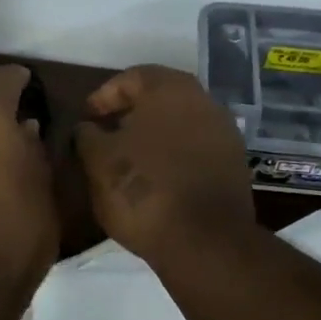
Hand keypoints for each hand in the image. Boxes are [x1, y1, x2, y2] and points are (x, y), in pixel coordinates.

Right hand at [74, 66, 254, 264]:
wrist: (205, 241)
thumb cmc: (143, 189)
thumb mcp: (98, 161)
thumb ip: (87, 135)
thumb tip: (87, 128)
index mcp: (170, 89)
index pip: (131, 77)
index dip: (104, 96)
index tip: (86, 119)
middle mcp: (204, 101)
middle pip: (160, 98)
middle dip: (130, 114)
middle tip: (105, 136)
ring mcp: (224, 133)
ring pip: (180, 123)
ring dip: (153, 135)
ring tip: (128, 160)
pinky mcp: (234, 165)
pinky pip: (196, 149)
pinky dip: (174, 156)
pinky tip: (156, 179)